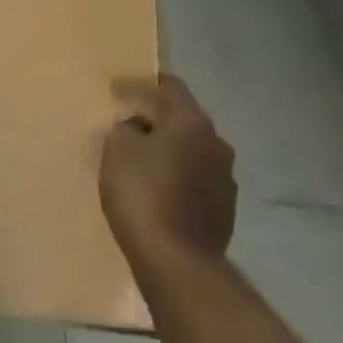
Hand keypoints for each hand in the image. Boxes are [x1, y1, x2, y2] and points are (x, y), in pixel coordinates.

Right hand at [99, 74, 236, 268]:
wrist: (176, 259)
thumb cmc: (141, 193)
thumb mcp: (117, 150)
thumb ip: (125, 129)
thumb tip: (137, 128)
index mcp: (192, 123)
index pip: (171, 88)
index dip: (143, 84)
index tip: (119, 88)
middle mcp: (217, 144)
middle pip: (183, 120)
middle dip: (156, 120)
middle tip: (127, 125)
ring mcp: (225, 179)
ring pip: (191, 152)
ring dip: (168, 151)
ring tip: (140, 161)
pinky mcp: (224, 209)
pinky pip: (195, 180)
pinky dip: (176, 178)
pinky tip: (156, 191)